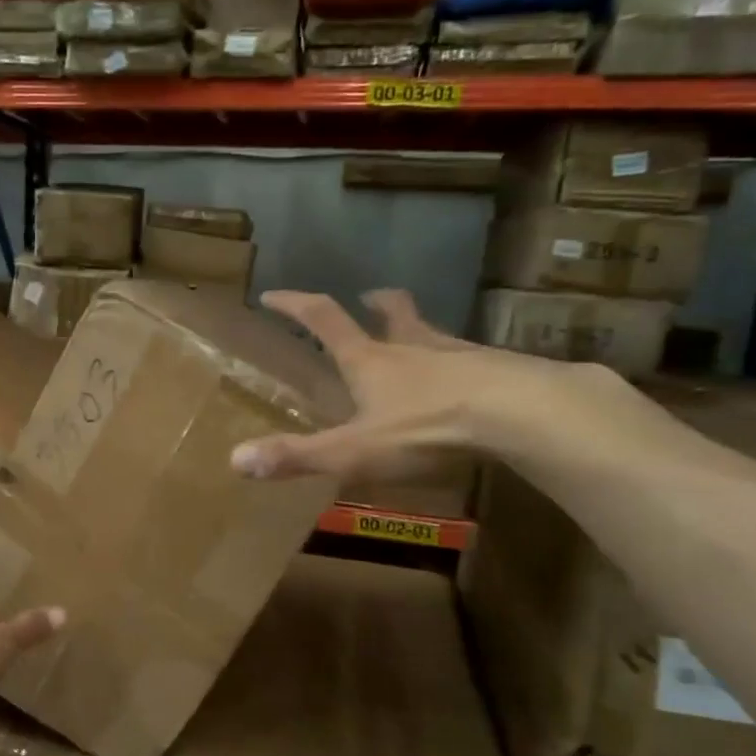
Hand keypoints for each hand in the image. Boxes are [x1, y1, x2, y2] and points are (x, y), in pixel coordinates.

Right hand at [232, 288, 571, 480]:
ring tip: (419, 338)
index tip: (272, 294)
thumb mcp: (353, 451)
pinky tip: (473, 383)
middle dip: (376, 304)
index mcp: (371, 361)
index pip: (324, 320)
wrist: (520, 414)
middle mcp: (413, 348)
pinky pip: (475, 361)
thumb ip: (297, 456)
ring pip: (435, 333)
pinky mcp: (500, 372)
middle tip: (369, 298)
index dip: (295, 305)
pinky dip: (464, 365)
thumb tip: (235, 460)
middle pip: (393, 314)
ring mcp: (460, 356)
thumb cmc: (426, 428)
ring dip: (420, 330)